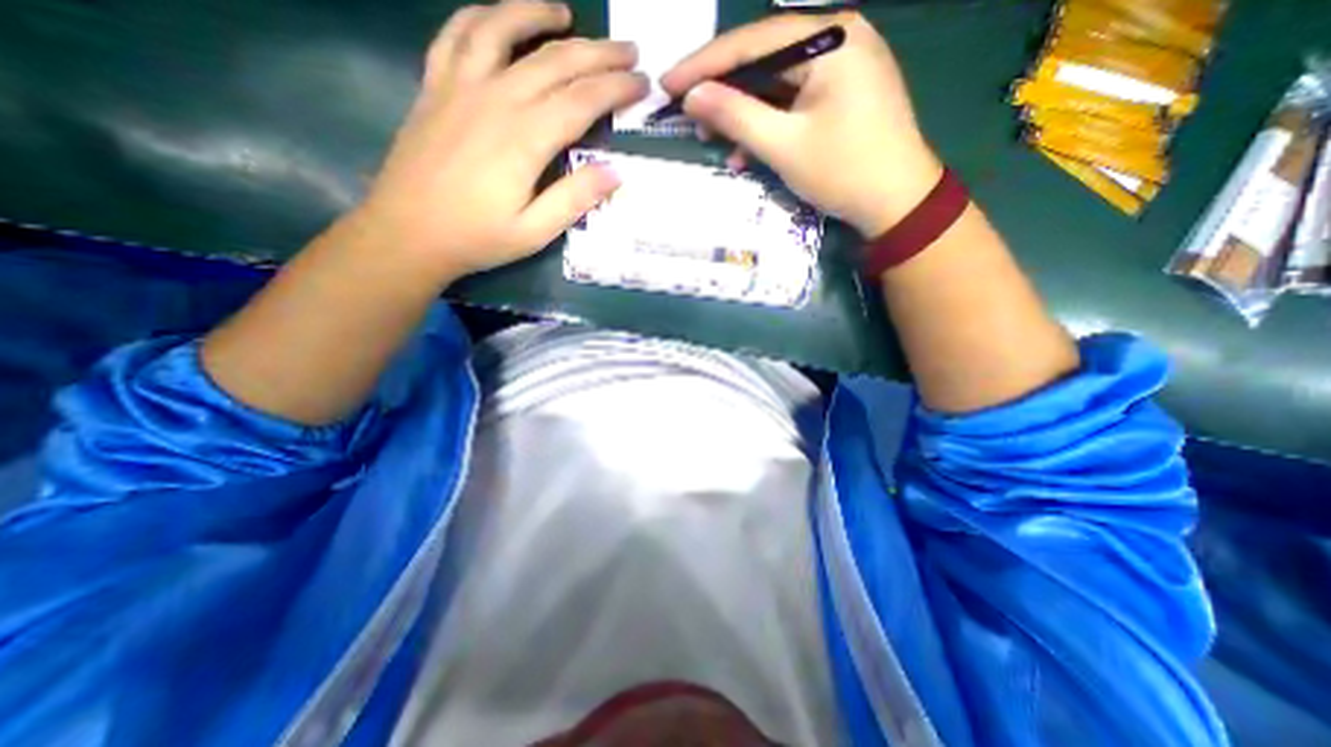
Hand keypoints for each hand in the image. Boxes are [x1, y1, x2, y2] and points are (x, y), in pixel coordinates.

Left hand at [353, 1, 645, 278]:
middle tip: (628, 51)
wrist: (407, 232)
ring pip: (503, 29)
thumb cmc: (477, 237)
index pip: (583, 101)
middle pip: (555, 62)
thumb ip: (574, 199)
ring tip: (565, 14)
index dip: (617, 89)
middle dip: (598, 54)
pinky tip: (497, 17)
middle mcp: (496, 99)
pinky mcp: (435, 86)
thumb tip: (614, 173)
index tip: (643, 83)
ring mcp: (461, 86)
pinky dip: (481, 16)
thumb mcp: (534, 232)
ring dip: (538, 15)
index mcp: (525, 139)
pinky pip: (456, 34)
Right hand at [664, 11, 934, 236]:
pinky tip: (746, 153)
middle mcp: (838, 40)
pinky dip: (767, 126)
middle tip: (687, 113)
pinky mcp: (841, 94)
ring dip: (742, 114)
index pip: (752, 42)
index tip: (667, 83)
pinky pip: (792, 103)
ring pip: (775, 85)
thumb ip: (735, 115)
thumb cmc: (843, 171)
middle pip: (763, 60)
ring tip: (710, 138)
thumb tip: (692, 96)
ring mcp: (841, 67)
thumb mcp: (783, 145)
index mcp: (830, 39)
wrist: (898, 203)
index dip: (704, 65)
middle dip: (723, 91)